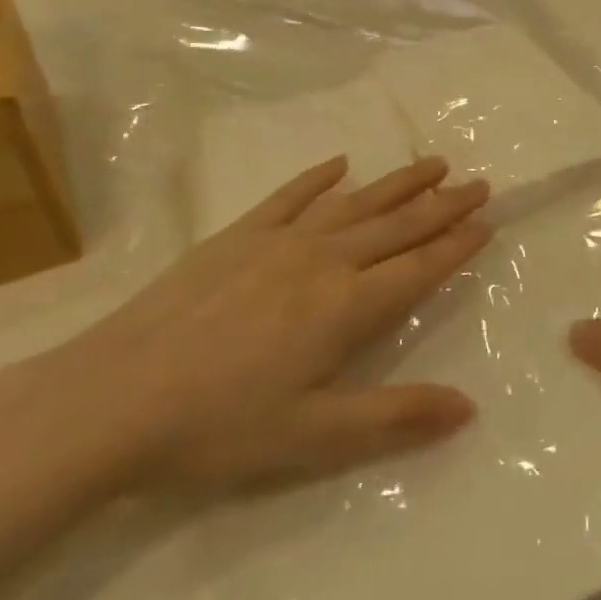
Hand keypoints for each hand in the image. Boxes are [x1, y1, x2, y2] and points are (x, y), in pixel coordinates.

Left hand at [38, 155, 491, 488]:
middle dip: (443, 204)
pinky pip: (290, 196)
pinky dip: (318, 178)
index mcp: (347, 307)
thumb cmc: (220, 426)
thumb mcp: (315, 436)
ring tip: (432, 163)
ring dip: (397, 183)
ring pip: (354, 203)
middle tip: (479, 183)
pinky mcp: (237, 236)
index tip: (487, 221)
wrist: (113, 397)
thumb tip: (469, 406)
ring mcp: (278, 242)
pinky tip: (339, 163)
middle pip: (397, 226)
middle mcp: (323, 261)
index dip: (456, 245)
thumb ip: (396, 416)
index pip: (418, 267)